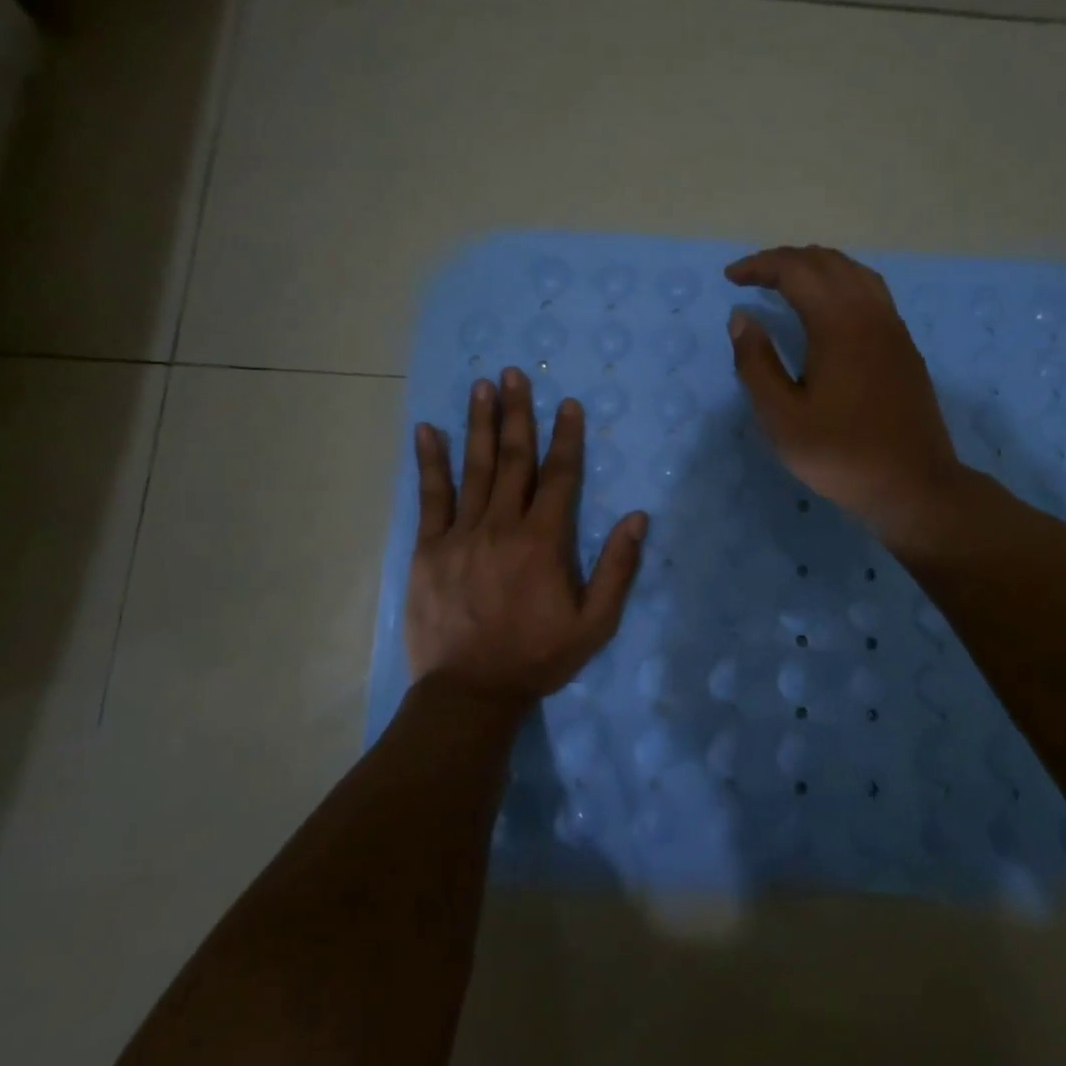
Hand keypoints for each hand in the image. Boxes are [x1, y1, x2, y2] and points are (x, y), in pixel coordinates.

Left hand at [404, 368, 646, 712]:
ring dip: (479, 424)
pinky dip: (430, 462)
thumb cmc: (537, 657)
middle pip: (513, 460)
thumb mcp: (594, 623)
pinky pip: (430, 497)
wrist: (469, 692)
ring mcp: (460, 535)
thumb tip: (638, 517)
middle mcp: (501, 527)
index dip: (565, 437)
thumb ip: (617, 569)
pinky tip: (427, 430)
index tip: (567, 404)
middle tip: (514, 373)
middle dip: (517, 414)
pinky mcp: (429, 549)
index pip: (558, 476)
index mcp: (543, 542)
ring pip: (474, 469)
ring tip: (481, 386)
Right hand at [725, 245, 967, 547]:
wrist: (913, 485)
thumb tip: (741, 318)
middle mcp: (870, 313)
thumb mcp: (782, 418)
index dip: (760, 266)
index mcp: (838, 325)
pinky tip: (829, 307)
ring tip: (788, 282)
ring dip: (817, 266)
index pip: (796, 271)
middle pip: (827, 262)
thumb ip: (756, 364)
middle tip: (753, 276)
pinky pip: (871, 291)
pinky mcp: (904, 346)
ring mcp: (893, 328)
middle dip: (785, 260)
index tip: (731, 277)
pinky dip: (841, 282)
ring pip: (854, 272)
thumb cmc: (841, 455)